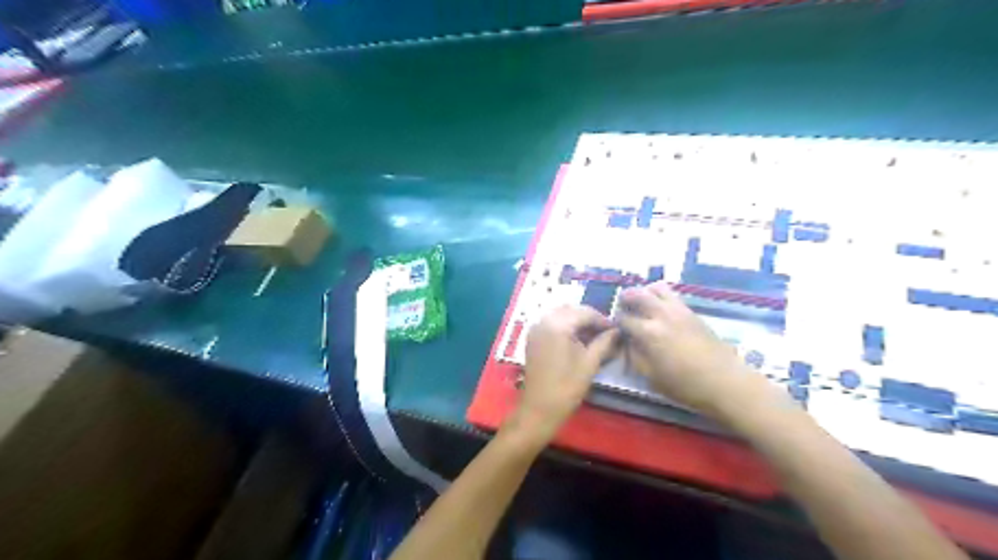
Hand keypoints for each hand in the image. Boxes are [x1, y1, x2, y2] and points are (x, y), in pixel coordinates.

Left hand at [511, 304, 621, 444]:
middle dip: (589, 318)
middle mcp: (543, 321)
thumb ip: (604, 342)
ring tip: (594, 337)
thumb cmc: (567, 387)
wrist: (539, 409)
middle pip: (571, 310)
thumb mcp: (590, 363)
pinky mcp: (533, 338)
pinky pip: (551, 323)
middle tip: (605, 332)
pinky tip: (577, 340)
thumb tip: (617, 331)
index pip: (584, 312)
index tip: (616, 330)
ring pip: (561, 315)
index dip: (602, 320)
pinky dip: (565, 326)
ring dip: (577, 321)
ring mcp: (535, 329)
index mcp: (557, 325)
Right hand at [617, 282, 770, 417]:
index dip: (616, 321)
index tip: (614, 327)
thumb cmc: (685, 385)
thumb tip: (628, 342)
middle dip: (626, 298)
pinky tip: (659, 308)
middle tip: (622, 305)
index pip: (624, 318)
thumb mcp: (651, 377)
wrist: (725, 382)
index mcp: (649, 332)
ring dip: (645, 291)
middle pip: (638, 294)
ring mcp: (679, 310)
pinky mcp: (692, 312)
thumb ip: (635, 356)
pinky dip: (660, 295)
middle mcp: (662, 315)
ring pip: (657, 288)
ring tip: (641, 302)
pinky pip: (672, 295)